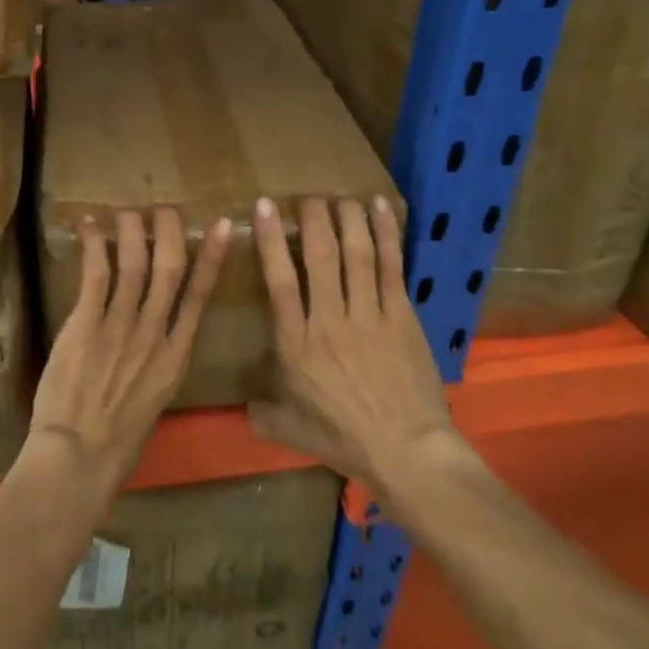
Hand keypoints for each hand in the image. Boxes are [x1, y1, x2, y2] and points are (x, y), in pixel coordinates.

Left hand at [27, 207, 232, 501]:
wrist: (80, 457)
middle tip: (165, 208)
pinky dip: (95, 246)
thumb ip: (159, 364)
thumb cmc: (118, 441)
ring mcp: (121, 328)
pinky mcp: (87, 325)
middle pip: (169, 270)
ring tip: (127, 210)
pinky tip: (91, 226)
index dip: (212, 259)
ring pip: (134, 265)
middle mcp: (154, 335)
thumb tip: (157, 338)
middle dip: (169, 233)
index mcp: (177, 357)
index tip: (222, 227)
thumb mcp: (156, 401)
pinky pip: (96, 276)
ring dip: (132, 232)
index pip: (200, 297)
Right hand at [248, 196, 462, 501]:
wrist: (407, 453)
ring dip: (347, 219)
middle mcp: (329, 320)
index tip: (265, 206)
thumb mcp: (288, 429)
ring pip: (356, 254)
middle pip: (319, 256)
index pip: (279, 280)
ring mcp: (369, 315)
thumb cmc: (343, 439)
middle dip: (312, 219)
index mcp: (296, 344)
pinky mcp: (402, 317)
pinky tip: (381, 207)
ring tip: (340, 195)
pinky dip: (386, 234)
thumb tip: (241, 405)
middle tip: (307, 195)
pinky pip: (392, 267)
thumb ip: (261, 411)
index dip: (271, 240)